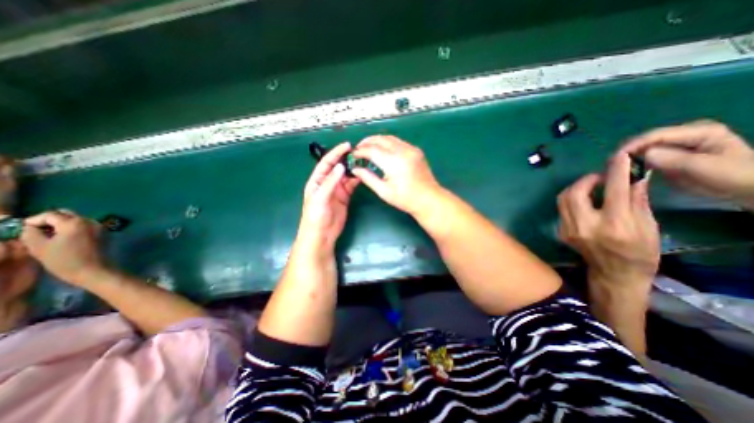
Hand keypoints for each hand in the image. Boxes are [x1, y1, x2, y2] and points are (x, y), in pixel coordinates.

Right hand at [18, 210, 103, 287]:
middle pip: (67, 214)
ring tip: (49, 235)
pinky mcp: (104, 233)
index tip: (22, 228)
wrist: (94, 270)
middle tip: (36, 230)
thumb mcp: (39, 247)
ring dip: (63, 224)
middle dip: (50, 220)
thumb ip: (31, 233)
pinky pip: (86, 226)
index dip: (33, 220)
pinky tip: (65, 238)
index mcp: (75, 222)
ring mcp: (100, 226)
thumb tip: (29, 227)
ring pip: (77, 219)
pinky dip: (74, 228)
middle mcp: (90, 221)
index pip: (50, 214)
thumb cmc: (64, 260)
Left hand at [298, 142, 357, 254]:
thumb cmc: (316, 216)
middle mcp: (327, 182)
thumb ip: (331, 182)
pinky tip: (363, 175)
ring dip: (353, 169)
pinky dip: (357, 180)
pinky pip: (351, 185)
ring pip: (346, 175)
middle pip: (337, 167)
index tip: (347, 146)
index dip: (336, 153)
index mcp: (317, 180)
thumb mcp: (320, 197)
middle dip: (346, 159)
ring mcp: (337, 189)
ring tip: (364, 162)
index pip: (326, 162)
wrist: (322, 234)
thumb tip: (341, 167)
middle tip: (359, 153)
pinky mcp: (345, 197)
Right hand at [352, 134, 442, 214]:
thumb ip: (368, 178)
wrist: (429, 199)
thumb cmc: (406, 199)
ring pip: (389, 137)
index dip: (360, 151)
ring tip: (368, 148)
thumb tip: (355, 169)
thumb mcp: (384, 192)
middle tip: (358, 149)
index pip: (372, 150)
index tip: (353, 156)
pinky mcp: (416, 150)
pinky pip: (398, 141)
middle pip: (380, 139)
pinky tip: (382, 150)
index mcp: (394, 163)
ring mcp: (411, 149)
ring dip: (376, 140)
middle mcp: (403, 151)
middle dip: (366, 142)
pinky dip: (387, 143)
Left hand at [555, 152, 656, 290]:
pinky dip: (571, 200)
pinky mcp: (561, 232)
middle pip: (575, 193)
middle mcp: (586, 226)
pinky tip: (583, 202)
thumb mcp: (648, 227)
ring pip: (563, 199)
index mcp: (614, 225)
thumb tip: (634, 176)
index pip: (614, 190)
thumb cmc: (639, 253)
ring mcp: (569, 229)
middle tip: (598, 177)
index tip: (619, 156)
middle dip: (585, 180)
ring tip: (590, 187)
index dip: (615, 170)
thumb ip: (637, 200)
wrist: (614, 274)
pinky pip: (561, 209)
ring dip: (575, 188)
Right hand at [619, 120, 753, 209]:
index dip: (633, 145)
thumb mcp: (706, 168)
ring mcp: (676, 147)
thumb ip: (674, 160)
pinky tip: (623, 172)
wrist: (750, 189)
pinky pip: (646, 159)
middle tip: (608, 166)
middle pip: (646, 142)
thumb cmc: (735, 176)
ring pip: (643, 150)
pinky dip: (634, 165)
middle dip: (627, 152)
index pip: (656, 135)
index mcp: (698, 132)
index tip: (614, 158)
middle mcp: (684, 136)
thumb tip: (643, 154)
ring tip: (611, 169)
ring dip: (628, 159)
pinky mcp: (669, 158)